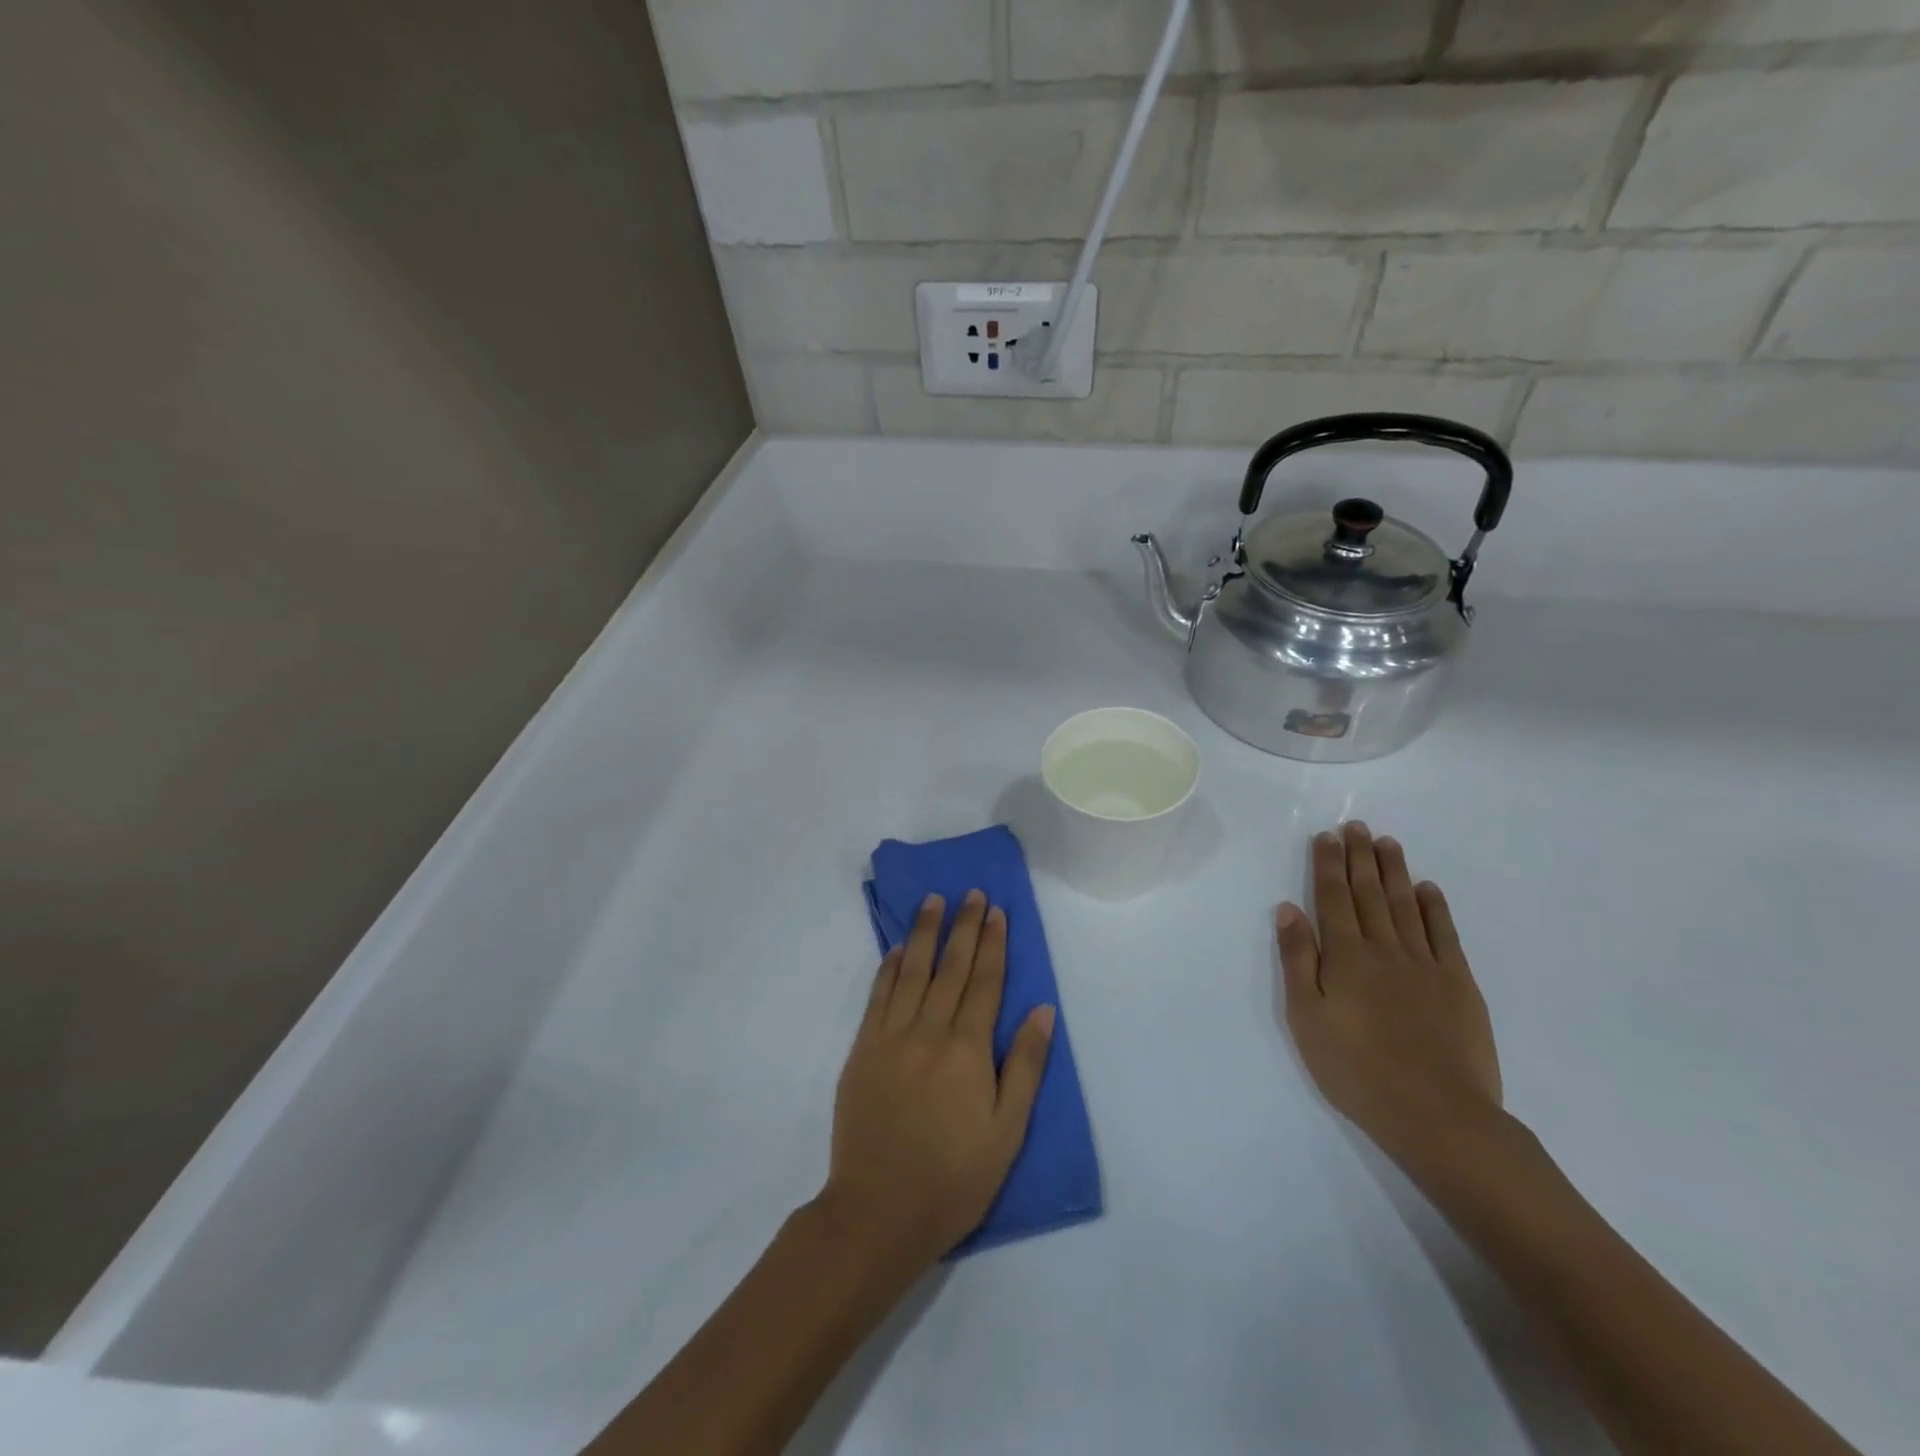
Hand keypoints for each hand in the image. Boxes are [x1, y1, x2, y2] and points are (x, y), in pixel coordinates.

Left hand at [824, 890, 1055, 1269]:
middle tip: (972, 893)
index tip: (997, 912)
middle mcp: (929, 1031)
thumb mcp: (1006, 1132)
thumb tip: (1042, 1010)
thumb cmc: (953, 1178)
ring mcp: (891, 1037)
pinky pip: (878, 997)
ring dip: (924, 933)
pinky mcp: (862, 1051)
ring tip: (933, 901)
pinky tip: (896, 949)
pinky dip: (888, 968)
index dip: (993, 945)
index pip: (985, 983)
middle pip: (951, 968)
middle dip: (964, 927)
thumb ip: (1024, 1066)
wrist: (878, 1212)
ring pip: (912, 972)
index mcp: (967, 1050)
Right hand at [1277, 822, 1502, 1175]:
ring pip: (1406, 906)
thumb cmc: (1357, 1069)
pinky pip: (1445, 935)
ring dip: (1394, 872)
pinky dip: (1435, 908)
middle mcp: (1384, 949)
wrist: (1438, 1115)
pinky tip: (1428, 889)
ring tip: (1388, 843)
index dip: (1328, 864)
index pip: (1332, 898)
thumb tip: (1288, 909)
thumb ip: (1297, 960)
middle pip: (1369, 893)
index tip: (1327, 836)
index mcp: (1345, 957)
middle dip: (1360, 857)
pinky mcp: (1459, 985)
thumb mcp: (1306, 1018)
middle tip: (1358, 826)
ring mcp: (1426, 965)